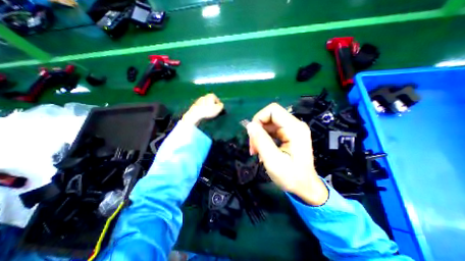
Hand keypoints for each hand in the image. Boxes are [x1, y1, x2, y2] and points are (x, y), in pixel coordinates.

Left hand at [182, 93, 223, 125]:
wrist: (195, 114)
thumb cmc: (208, 111)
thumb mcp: (218, 109)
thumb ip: (221, 106)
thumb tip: (221, 104)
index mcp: (211, 95)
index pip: (217, 100)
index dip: (218, 105)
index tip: (219, 110)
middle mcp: (205, 96)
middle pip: (211, 101)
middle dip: (213, 106)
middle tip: (214, 112)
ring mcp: (199, 100)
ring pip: (206, 104)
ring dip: (208, 108)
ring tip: (209, 114)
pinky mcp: (195, 105)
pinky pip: (201, 107)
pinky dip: (203, 110)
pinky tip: (204, 114)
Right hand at [247, 103, 326, 204]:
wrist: (305, 188)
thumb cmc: (292, 177)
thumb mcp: (273, 160)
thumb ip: (261, 141)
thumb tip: (249, 125)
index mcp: (294, 128)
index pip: (272, 110)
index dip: (259, 118)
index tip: (253, 135)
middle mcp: (294, 125)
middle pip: (269, 117)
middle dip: (258, 130)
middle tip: (253, 147)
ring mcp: (292, 130)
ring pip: (268, 124)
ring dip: (259, 135)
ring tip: (256, 151)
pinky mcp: (288, 135)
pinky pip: (271, 131)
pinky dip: (264, 138)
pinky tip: (262, 150)